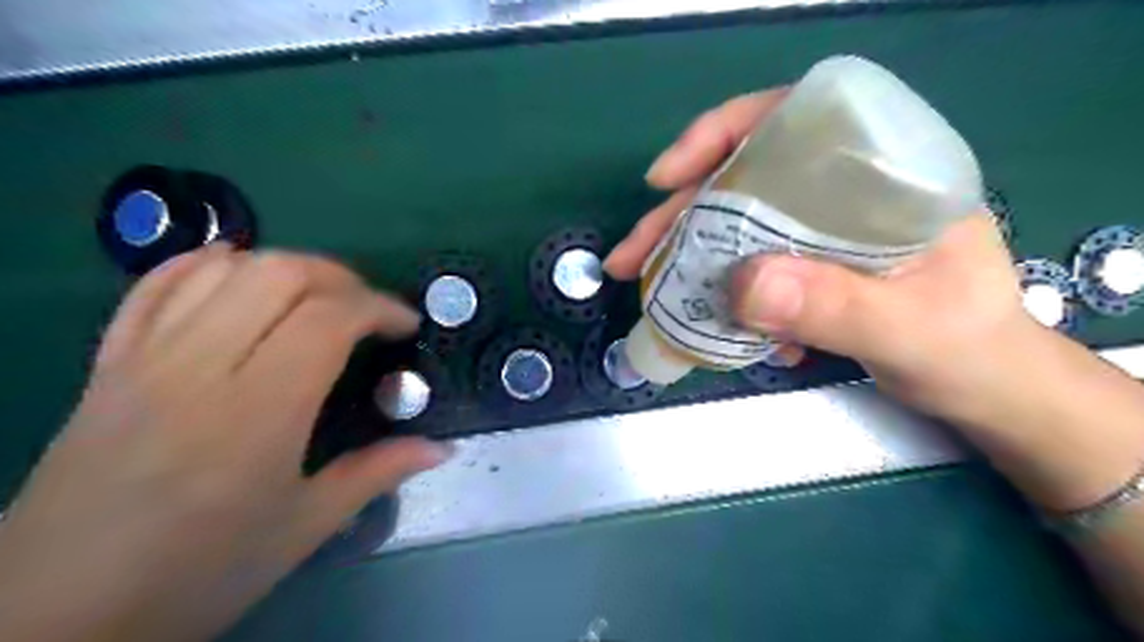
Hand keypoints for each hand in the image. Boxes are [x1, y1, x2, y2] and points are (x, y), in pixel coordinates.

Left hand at [0, 242, 451, 640]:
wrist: (52, 618)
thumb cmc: (198, 574)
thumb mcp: (304, 529)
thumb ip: (377, 474)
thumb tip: (442, 449)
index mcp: (257, 413)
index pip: (328, 318)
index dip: (380, 307)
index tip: (407, 325)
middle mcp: (199, 368)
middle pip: (279, 275)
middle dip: (341, 277)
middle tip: (368, 309)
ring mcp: (145, 359)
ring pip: (223, 269)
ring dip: (286, 267)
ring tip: (318, 297)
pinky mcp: (109, 363)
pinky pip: (156, 286)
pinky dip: (206, 264)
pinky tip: (238, 273)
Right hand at [606, 89, 1038, 423]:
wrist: (986, 388)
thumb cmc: (969, 348)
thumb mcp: (908, 329)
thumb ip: (835, 306)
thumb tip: (742, 284)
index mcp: (883, 171)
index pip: (791, 119)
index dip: (720, 134)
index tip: (667, 177)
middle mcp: (844, 189)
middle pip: (743, 179)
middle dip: (679, 215)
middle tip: (630, 256)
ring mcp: (821, 229)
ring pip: (737, 224)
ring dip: (688, 257)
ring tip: (649, 290)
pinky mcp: (808, 265)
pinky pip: (747, 264)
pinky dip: (722, 290)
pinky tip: (717, 323)